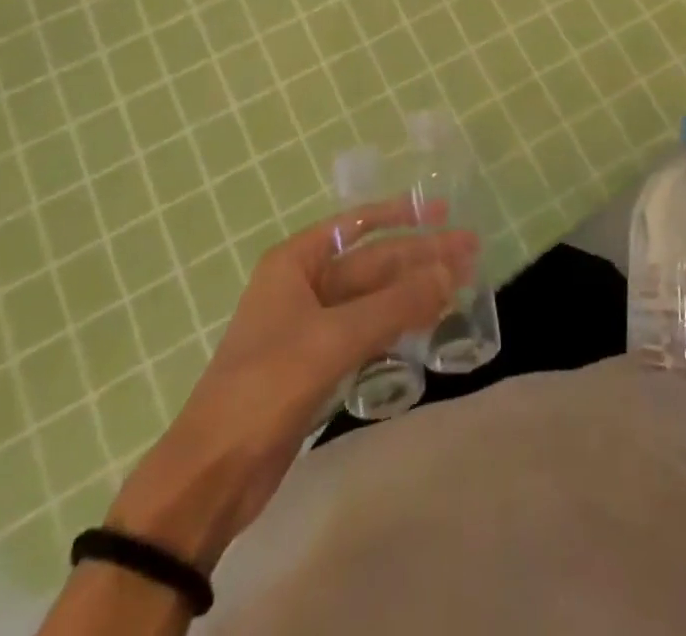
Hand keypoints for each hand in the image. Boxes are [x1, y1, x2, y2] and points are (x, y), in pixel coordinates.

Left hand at [106, 200, 477, 568]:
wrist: (213, 474)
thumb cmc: (266, 386)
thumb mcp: (333, 339)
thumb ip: (396, 304)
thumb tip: (451, 270)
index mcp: (296, 262)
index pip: (357, 224)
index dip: (401, 214)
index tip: (443, 210)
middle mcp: (304, 285)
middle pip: (373, 262)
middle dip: (420, 256)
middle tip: (471, 250)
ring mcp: (312, 326)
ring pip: (375, 298)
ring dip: (415, 291)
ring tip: (462, 284)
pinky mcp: (320, 364)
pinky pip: (369, 331)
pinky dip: (399, 324)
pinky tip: (430, 322)